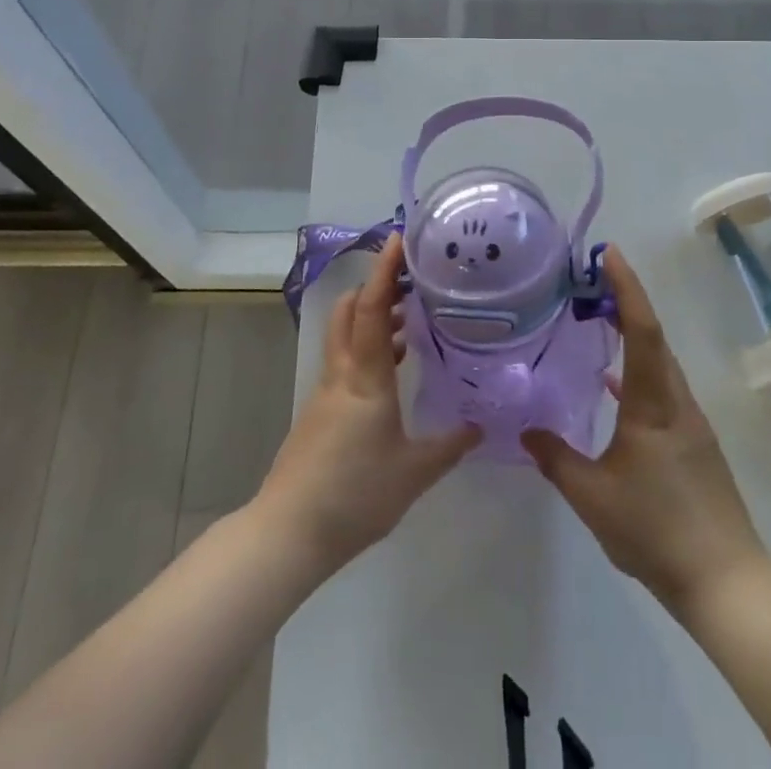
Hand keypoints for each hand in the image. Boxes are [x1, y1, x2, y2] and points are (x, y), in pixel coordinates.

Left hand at [256, 234, 479, 571]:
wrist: (290, 532)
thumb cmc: (355, 494)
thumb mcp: (413, 473)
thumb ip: (449, 445)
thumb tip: (481, 425)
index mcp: (365, 377)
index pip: (371, 307)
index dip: (384, 270)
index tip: (397, 239)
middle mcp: (342, 373)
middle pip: (349, 310)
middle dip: (375, 287)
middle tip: (410, 281)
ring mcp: (326, 391)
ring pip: (346, 335)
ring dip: (372, 318)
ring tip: (409, 321)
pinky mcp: (320, 411)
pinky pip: (346, 361)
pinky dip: (367, 348)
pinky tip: (392, 369)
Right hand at [523, 247, 767, 616]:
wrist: (726, 582)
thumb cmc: (656, 530)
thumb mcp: (592, 497)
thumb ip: (556, 459)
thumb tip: (525, 430)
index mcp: (653, 403)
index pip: (641, 330)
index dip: (626, 287)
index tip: (610, 253)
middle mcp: (676, 401)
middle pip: (653, 336)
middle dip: (626, 300)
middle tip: (592, 278)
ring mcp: (689, 422)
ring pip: (659, 362)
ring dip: (633, 333)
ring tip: (599, 319)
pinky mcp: (694, 442)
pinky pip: (662, 387)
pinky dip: (638, 369)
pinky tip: (613, 387)